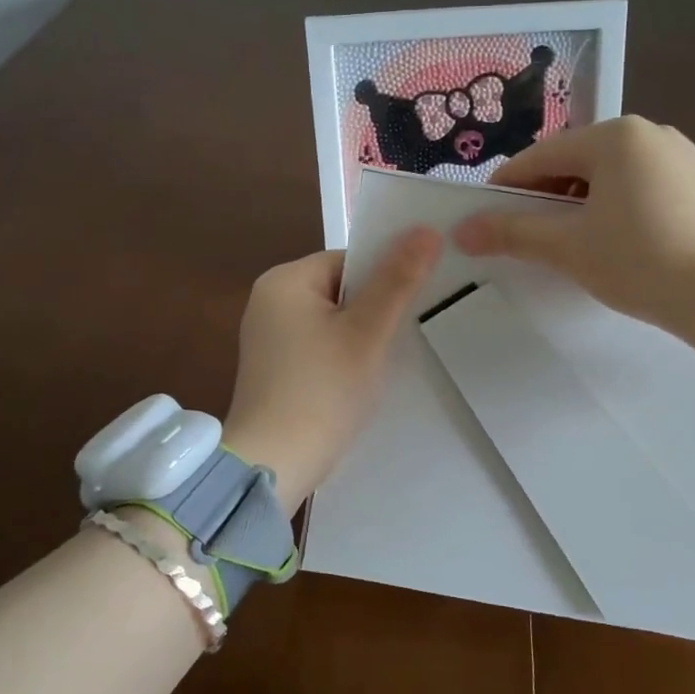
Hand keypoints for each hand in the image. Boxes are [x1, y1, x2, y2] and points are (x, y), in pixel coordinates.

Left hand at [223, 228, 440, 509]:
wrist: (274, 465)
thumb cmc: (322, 392)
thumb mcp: (368, 333)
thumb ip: (397, 281)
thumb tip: (427, 229)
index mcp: (285, 280)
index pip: (350, 261)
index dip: (385, 280)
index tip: (410, 310)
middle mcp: (269, 300)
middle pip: (340, 289)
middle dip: (373, 311)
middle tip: (401, 340)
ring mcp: (267, 336)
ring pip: (332, 320)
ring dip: (359, 336)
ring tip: (381, 364)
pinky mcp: (272, 367)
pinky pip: (317, 345)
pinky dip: (340, 356)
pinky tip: (355, 381)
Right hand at [454, 116, 694, 381]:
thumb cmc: (641, 261)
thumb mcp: (568, 247)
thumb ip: (512, 233)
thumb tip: (461, 230)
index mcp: (615, 137)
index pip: (541, 158)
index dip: (506, 188)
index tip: (486, 217)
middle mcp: (654, 134)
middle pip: (580, 163)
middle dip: (549, 197)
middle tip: (533, 236)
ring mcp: (690, 159)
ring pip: (618, 177)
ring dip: (588, 205)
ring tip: (581, 245)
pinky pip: (653, 191)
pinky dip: (629, 211)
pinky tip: (632, 247)